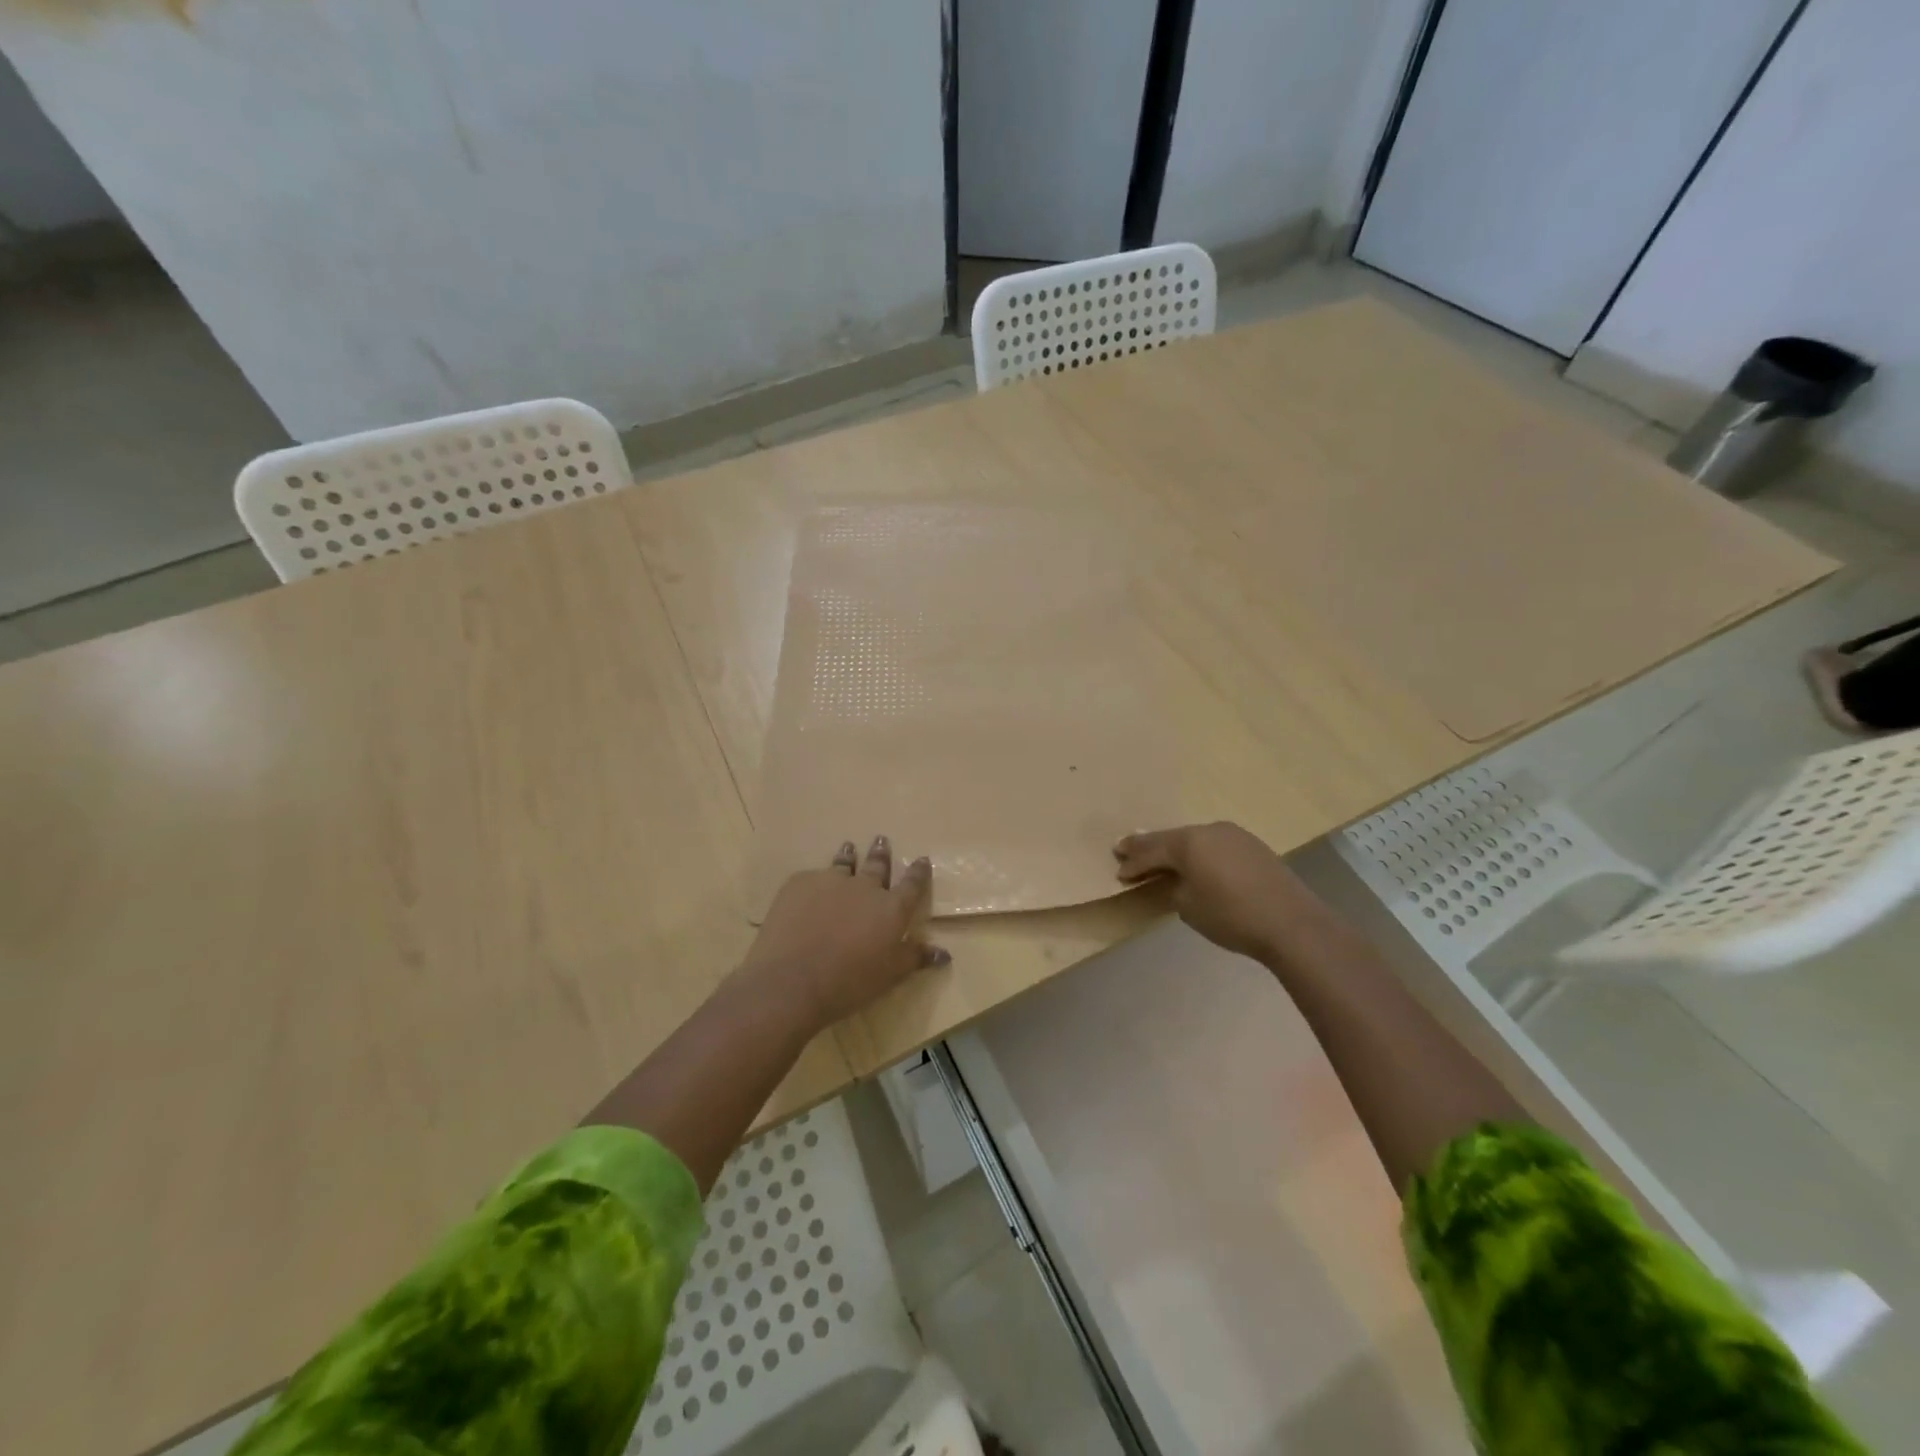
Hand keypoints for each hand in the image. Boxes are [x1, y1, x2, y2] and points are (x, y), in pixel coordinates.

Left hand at [742, 836, 949, 1030]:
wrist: (791, 980)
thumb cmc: (848, 982)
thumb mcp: (889, 975)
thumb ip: (914, 958)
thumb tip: (944, 954)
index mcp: (891, 908)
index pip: (912, 884)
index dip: (918, 872)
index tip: (922, 859)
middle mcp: (864, 887)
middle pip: (877, 865)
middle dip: (881, 853)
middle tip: (881, 840)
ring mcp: (831, 881)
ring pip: (844, 863)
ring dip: (849, 855)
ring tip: (849, 847)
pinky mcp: (799, 883)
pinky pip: (812, 877)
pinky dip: (816, 880)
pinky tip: (811, 886)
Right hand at [1113, 821, 1318, 959]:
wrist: (1292, 923)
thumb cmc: (1232, 916)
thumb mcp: (1189, 907)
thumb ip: (1174, 887)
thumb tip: (1177, 880)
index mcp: (1189, 842)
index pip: (1152, 849)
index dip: (1134, 862)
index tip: (1119, 871)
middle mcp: (1209, 829)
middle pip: (1171, 838)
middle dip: (1150, 847)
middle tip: (1126, 851)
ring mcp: (1234, 835)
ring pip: (1195, 839)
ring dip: (1177, 849)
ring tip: (1161, 858)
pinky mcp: (1253, 846)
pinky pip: (1215, 845)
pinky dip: (1201, 853)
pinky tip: (1198, 864)